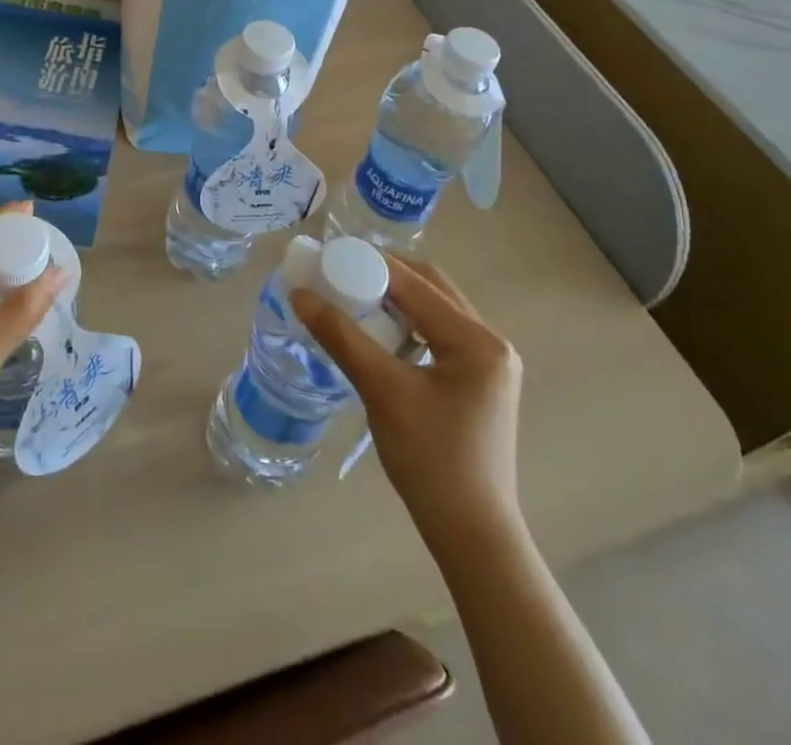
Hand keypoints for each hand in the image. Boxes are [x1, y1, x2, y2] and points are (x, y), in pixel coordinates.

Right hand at [292, 255, 522, 538]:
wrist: (472, 534)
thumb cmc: (430, 460)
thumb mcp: (381, 390)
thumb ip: (341, 337)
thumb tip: (300, 295)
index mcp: (476, 340)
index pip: (415, 283)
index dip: (369, 264)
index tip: (328, 256)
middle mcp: (490, 342)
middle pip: (430, 287)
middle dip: (384, 275)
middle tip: (340, 274)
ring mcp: (490, 363)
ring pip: (435, 309)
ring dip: (396, 299)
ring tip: (354, 299)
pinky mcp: (480, 382)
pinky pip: (439, 334)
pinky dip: (408, 324)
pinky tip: (379, 335)